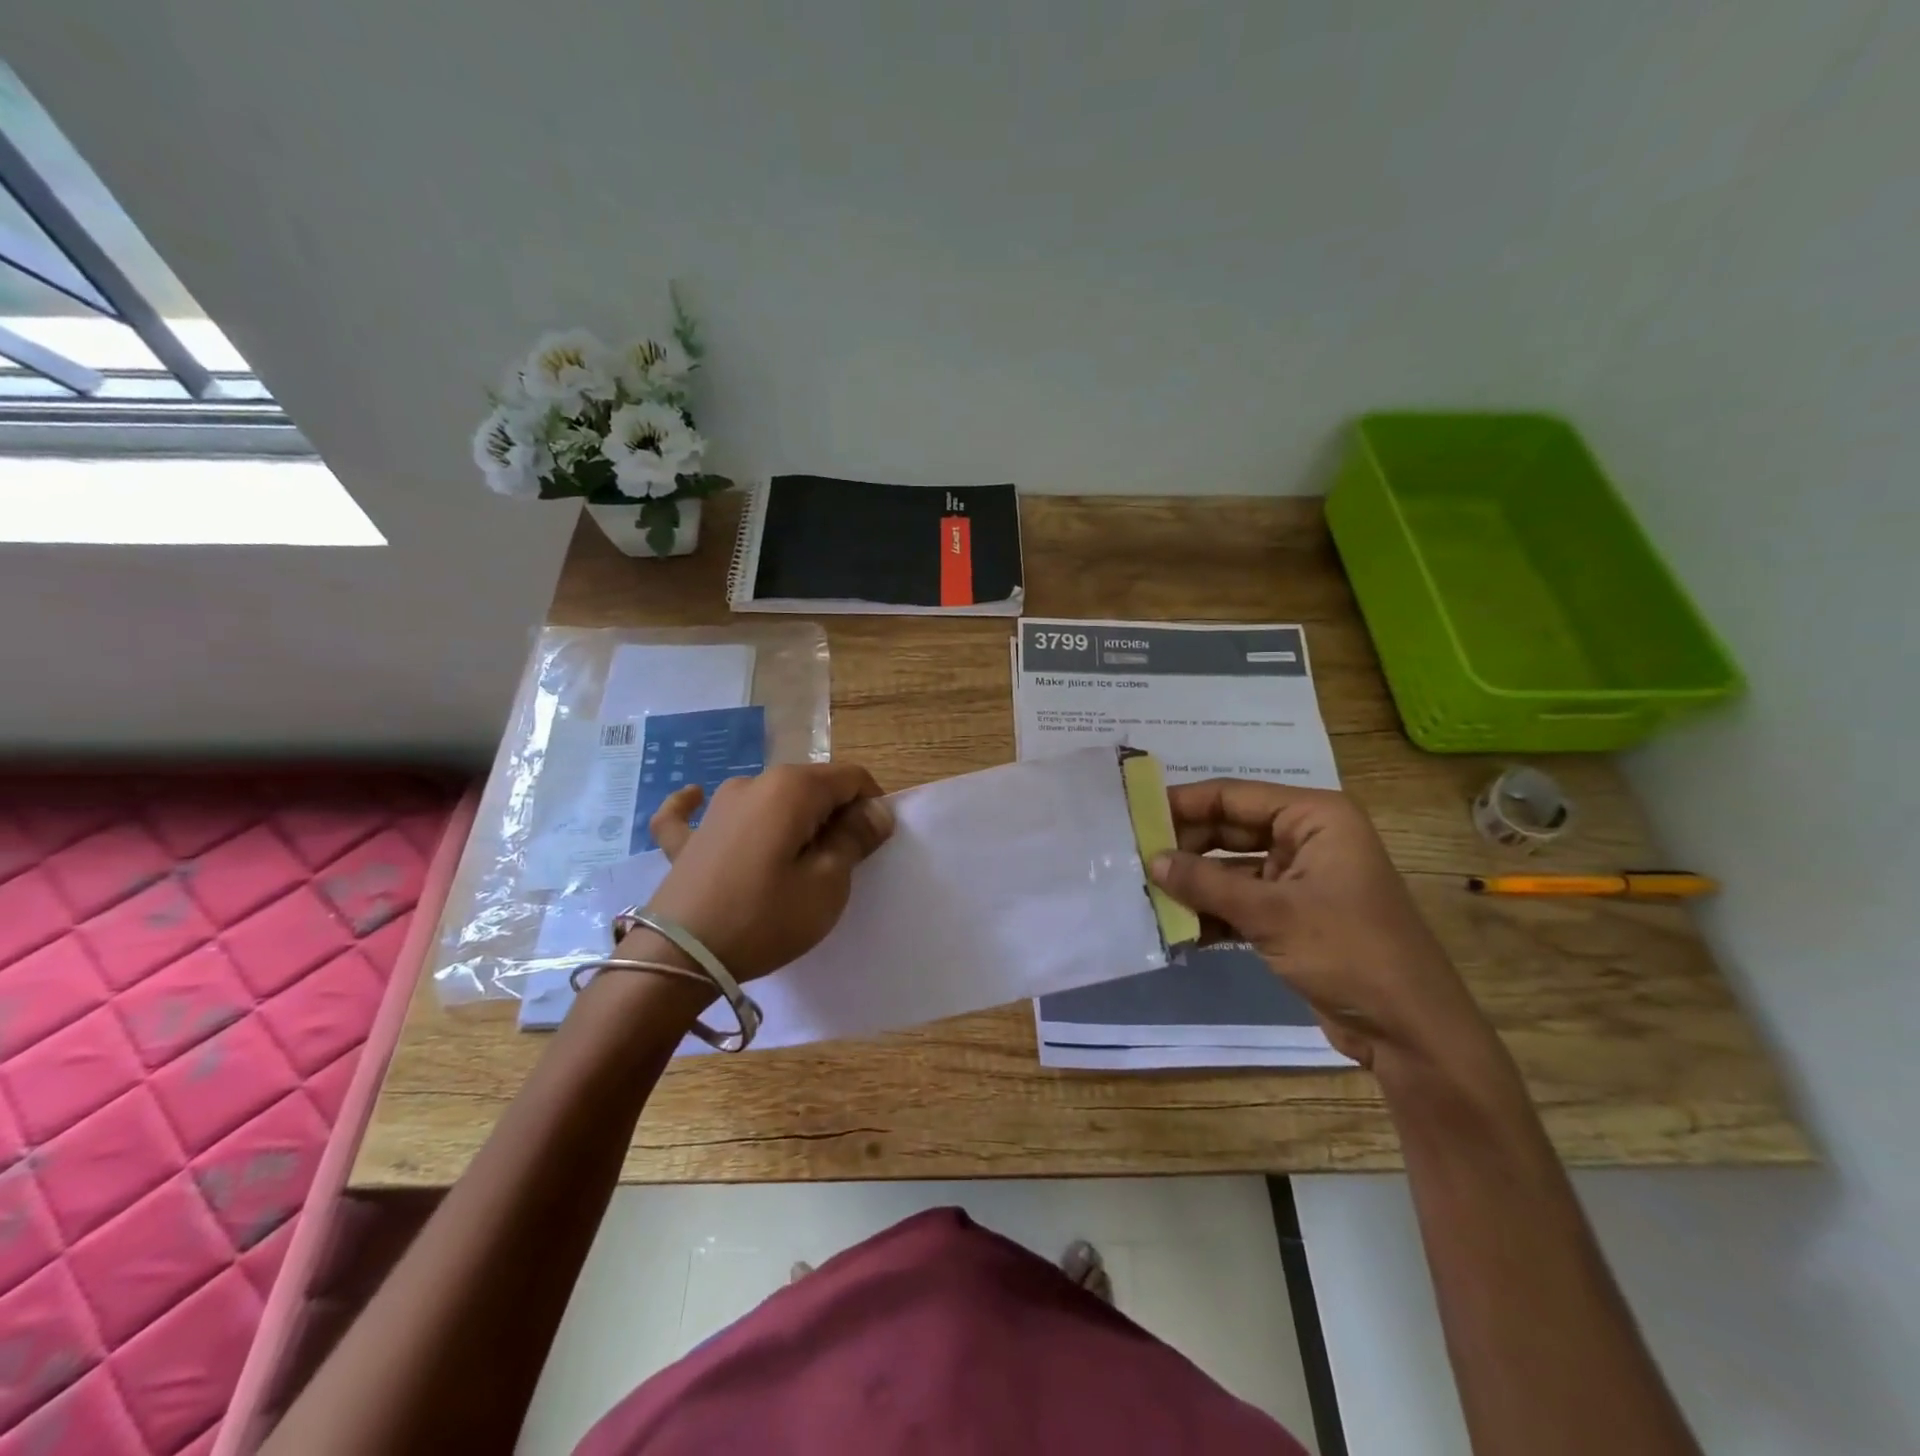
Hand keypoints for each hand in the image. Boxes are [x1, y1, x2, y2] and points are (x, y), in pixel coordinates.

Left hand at [640, 763, 893, 981]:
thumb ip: (855, 838)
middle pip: (812, 786)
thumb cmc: (765, 918)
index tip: (874, 844)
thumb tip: (876, 809)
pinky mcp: (688, 837)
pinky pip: (695, 811)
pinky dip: (702, 805)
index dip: (872, 805)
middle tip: (843, 862)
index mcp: (793, 788)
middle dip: (835, 814)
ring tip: (797, 859)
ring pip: (769, 800)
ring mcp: (715, 808)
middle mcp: (753, 783)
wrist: (678, 958)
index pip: (851, 778)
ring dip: (791, 819)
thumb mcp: (827, 884)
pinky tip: (695, 798)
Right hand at [1151, 779, 1490, 1070]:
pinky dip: (1212, 912)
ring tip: (1143, 891)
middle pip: (1230, 830)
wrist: (1411, 1032)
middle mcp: (1308, 839)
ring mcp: (1301, 879)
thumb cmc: (1349, 952)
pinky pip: (1241, 902)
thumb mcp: (1271, 913)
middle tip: (1132, 857)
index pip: (1234, 796)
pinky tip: (1175, 927)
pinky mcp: (1293, 916)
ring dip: (1194, 883)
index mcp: (1315, 818)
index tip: (1135, 814)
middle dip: (1185, 847)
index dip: (1184, 803)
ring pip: (1232, 868)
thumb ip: (1206, 883)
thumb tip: (1151, 861)